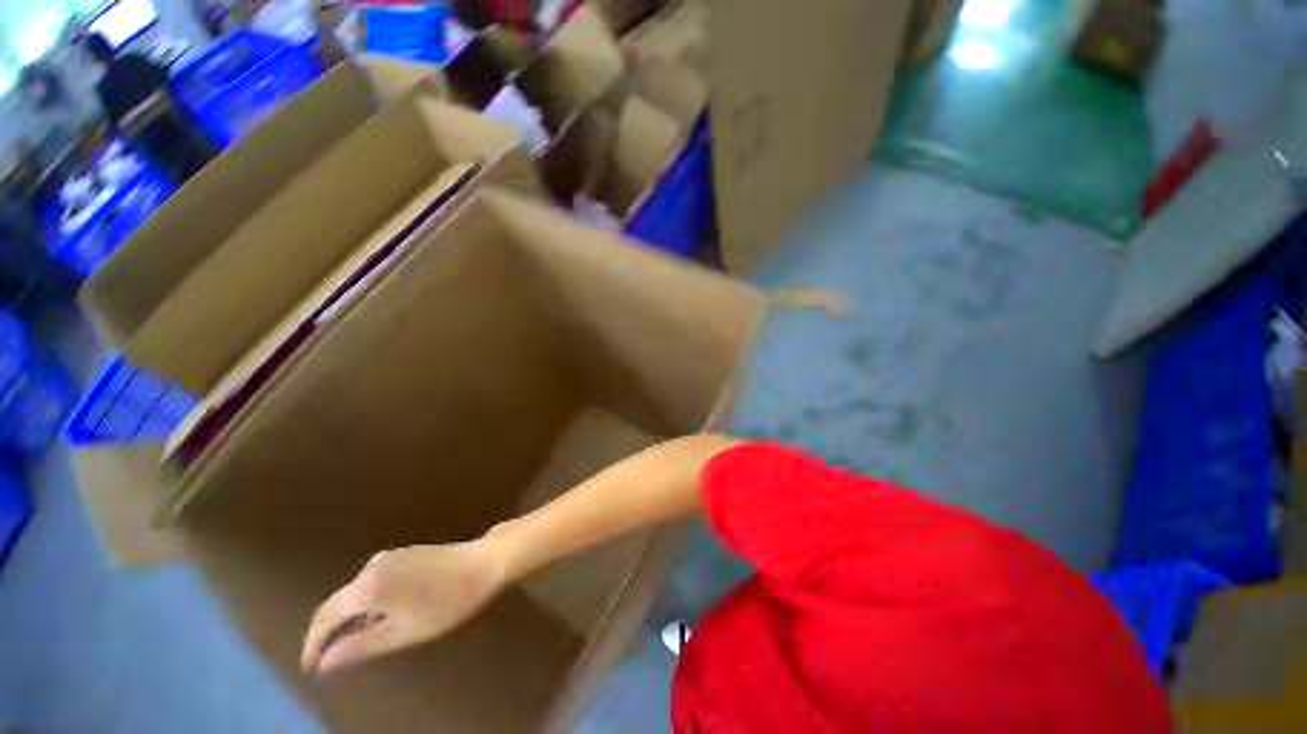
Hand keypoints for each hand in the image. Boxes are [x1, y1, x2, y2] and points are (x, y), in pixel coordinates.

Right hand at [301, 540, 507, 675]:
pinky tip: (379, 619)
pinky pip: (373, 582)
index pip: (325, 616)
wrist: (486, 562)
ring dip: (350, 618)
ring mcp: (389, 556)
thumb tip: (325, 663)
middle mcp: (372, 566)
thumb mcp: (404, 632)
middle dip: (329, 632)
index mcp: (369, 585)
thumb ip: (361, 646)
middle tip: (328, 661)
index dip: (313, 643)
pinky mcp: (404, 554)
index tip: (310, 667)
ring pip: (355, 592)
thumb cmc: (448, 601)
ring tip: (352, 646)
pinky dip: (367, 604)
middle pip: (338, 602)